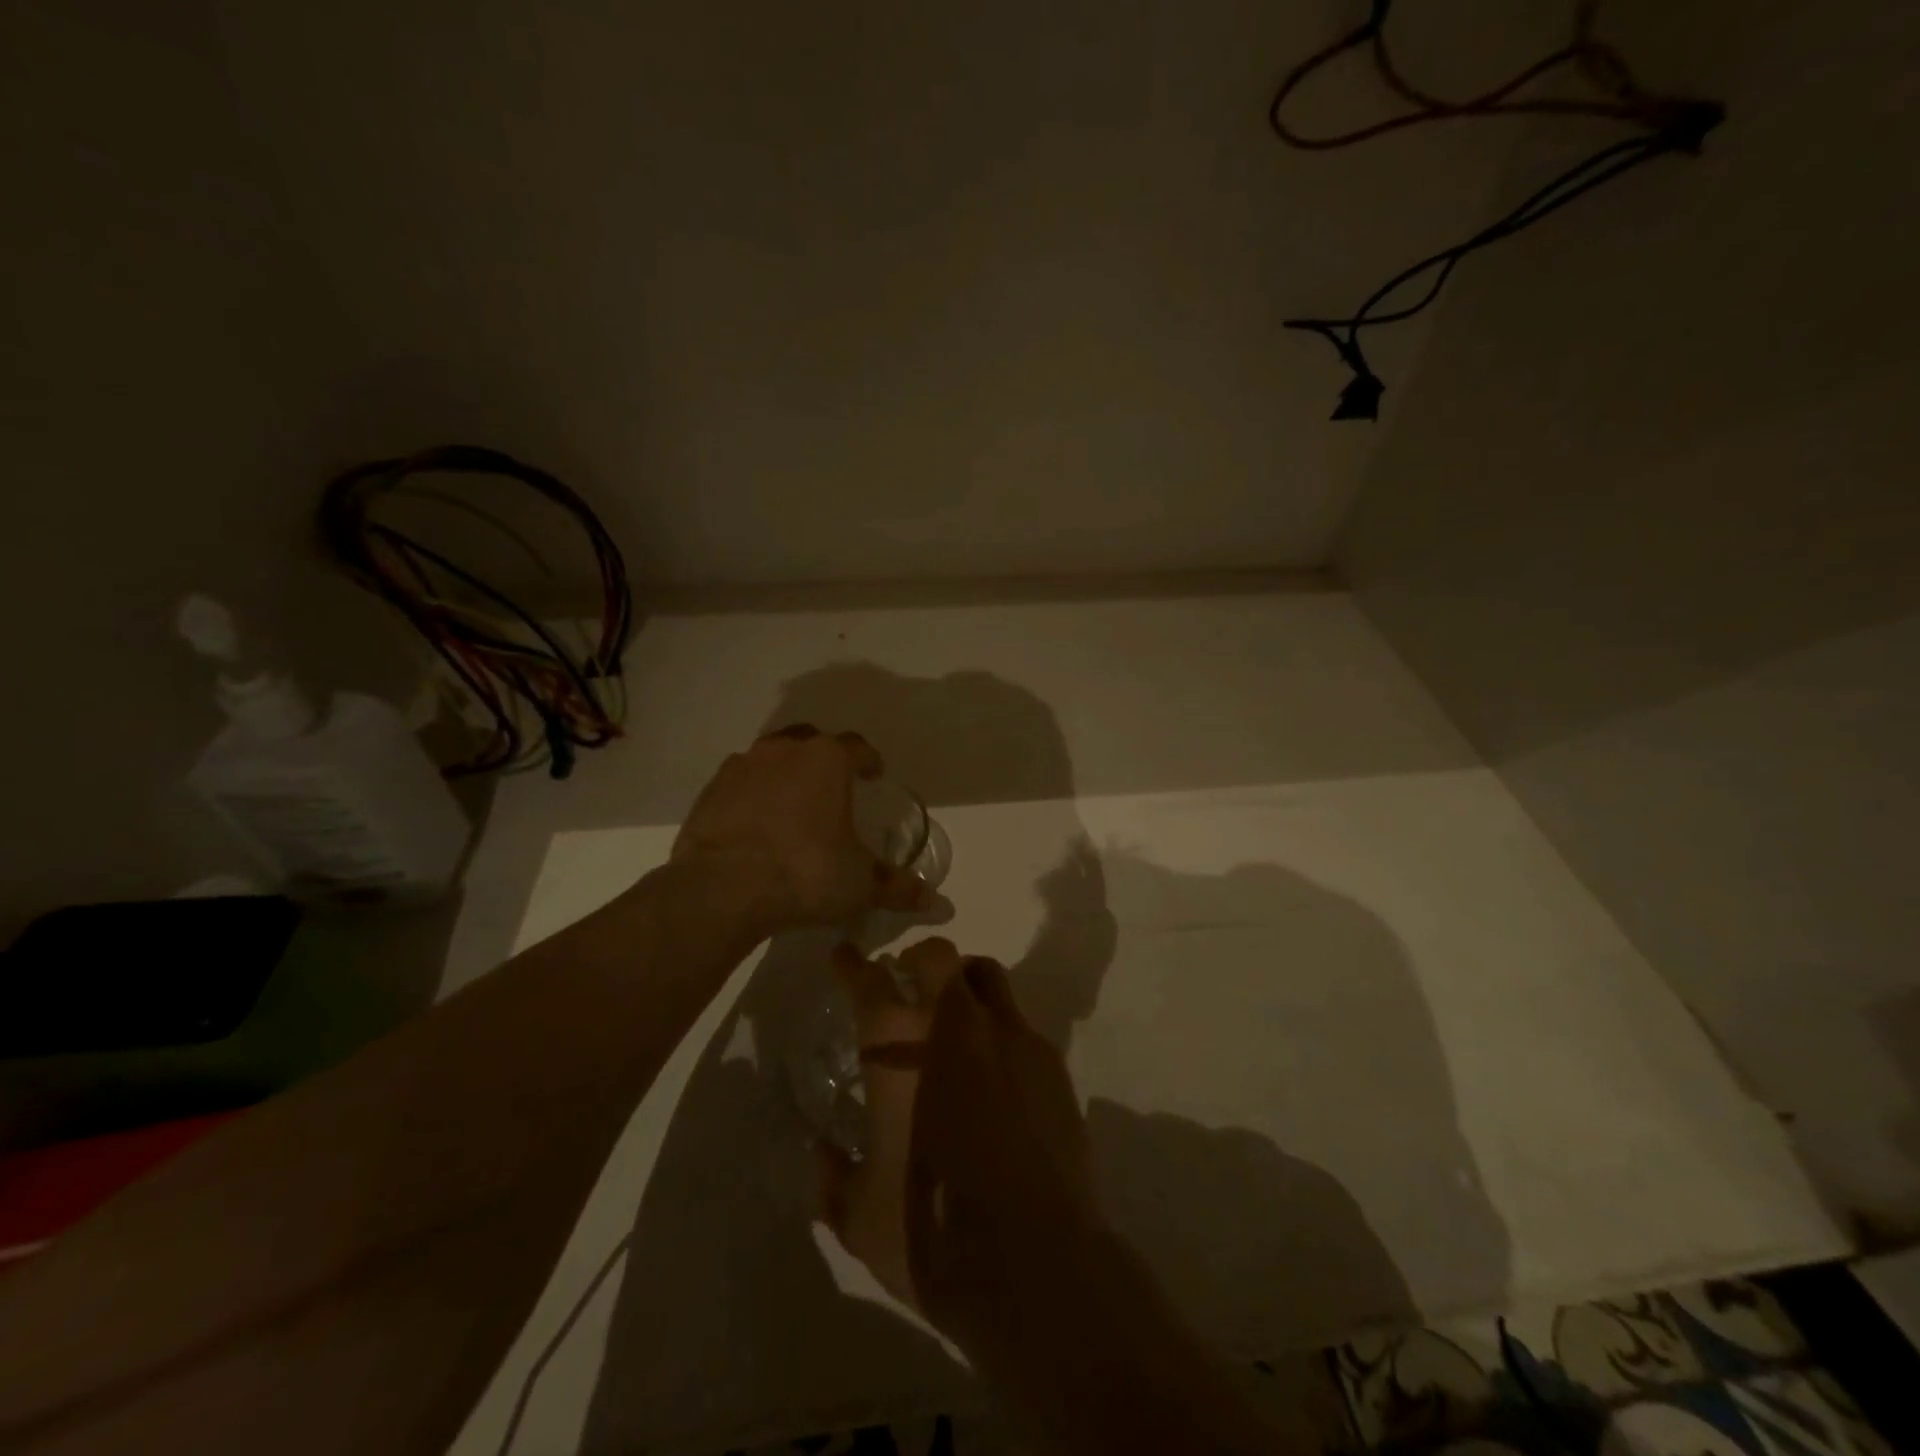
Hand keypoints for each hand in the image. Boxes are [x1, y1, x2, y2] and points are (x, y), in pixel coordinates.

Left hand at [671, 725, 936, 932]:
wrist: (722, 889)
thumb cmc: (805, 873)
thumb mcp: (860, 884)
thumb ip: (898, 887)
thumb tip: (937, 903)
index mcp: (827, 761)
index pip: (857, 747)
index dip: (869, 760)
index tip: (874, 775)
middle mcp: (784, 751)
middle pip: (811, 741)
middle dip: (824, 759)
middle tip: (833, 786)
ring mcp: (742, 766)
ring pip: (771, 757)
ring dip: (785, 773)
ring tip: (792, 805)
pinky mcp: (710, 791)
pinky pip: (740, 783)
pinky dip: (751, 795)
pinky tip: (755, 824)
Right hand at [818, 938, 1100, 1350]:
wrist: (1034, 1259)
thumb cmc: (931, 1229)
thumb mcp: (861, 1217)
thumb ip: (833, 1178)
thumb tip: (821, 1152)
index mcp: (899, 1048)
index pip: (868, 982)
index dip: (851, 964)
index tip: (844, 956)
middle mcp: (956, 1025)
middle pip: (938, 957)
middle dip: (919, 959)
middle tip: (908, 980)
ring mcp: (1011, 1037)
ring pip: (986, 976)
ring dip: (965, 983)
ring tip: (956, 1014)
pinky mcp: (1050, 1062)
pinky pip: (1019, 1024)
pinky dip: (999, 1031)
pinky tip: (996, 1073)